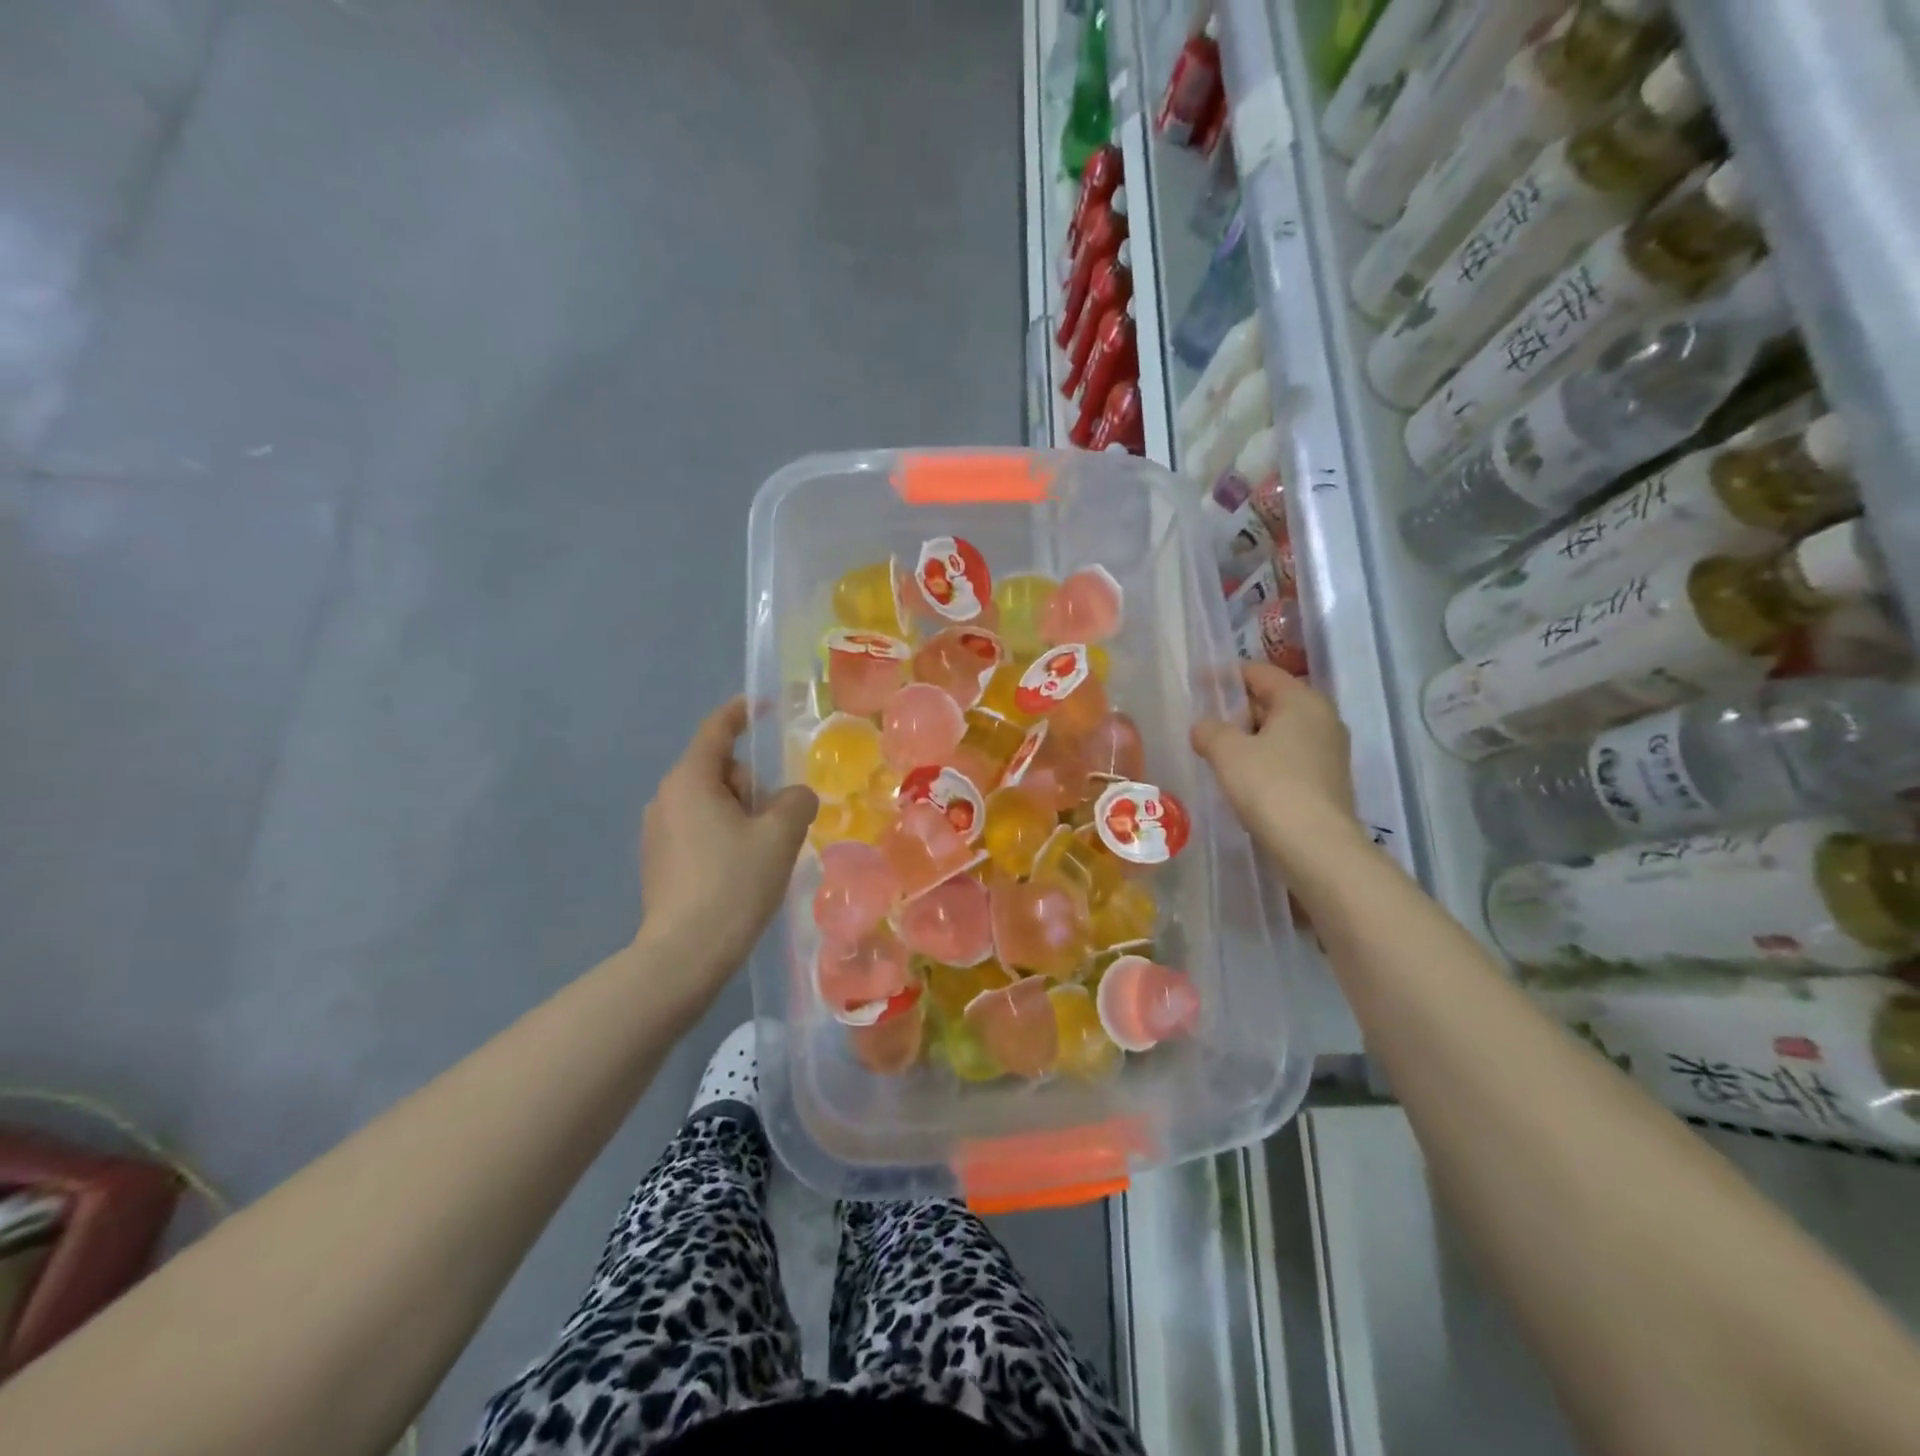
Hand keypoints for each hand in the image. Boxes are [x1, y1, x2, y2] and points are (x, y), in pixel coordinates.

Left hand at [637, 698, 816, 989]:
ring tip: (762, 854)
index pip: (717, 730)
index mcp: (690, 780)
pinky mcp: (657, 861)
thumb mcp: (780, 835)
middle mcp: (665, 798)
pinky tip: (739, 873)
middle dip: (752, 786)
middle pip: (719, 770)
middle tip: (775, 823)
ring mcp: (656, 832)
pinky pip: (698, 830)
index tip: (762, 705)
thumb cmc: (734, 883)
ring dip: (740, 815)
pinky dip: (723, 838)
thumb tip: (792, 798)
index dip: (742, 713)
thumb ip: (796, 801)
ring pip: (710, 803)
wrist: (684, 955)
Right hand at [1191, 663, 1363, 877]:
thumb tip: (1204, 727)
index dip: (1226, 675)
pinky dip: (1264, 759)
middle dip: (1237, 709)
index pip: (1260, 672)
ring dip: (1250, 737)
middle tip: (1204, 722)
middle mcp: (1323, 718)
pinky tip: (1242, 778)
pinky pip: (1289, 757)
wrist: (1315, 846)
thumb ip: (1209, 731)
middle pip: (1273, 700)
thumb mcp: (1226, 752)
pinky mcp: (1328, 781)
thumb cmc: (1270, 786)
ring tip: (1217, 752)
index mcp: (1302, 700)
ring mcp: (1329, 752)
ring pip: (1281, 732)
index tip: (1198, 684)